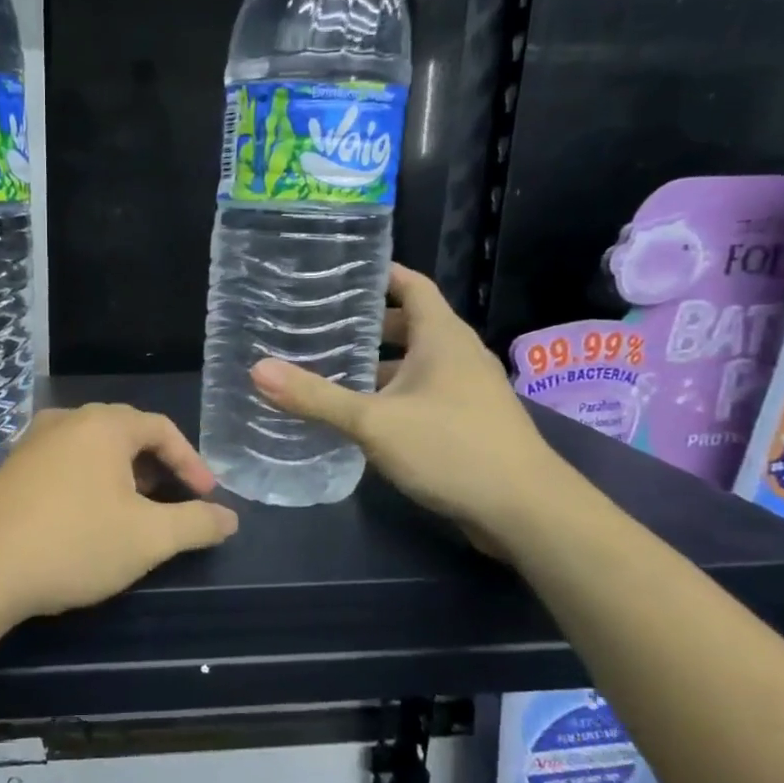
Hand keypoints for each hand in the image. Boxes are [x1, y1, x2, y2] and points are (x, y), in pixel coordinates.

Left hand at [0, 403, 239, 625]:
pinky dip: (90, 481)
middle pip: (126, 433)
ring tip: (135, 511)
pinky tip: (89, 516)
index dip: (191, 462)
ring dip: (123, 475)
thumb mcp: (148, 538)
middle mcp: (66, 421)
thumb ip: (196, 523)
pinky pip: (65, 462)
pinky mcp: (11, 468)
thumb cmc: (74, 544)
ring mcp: (32, 442)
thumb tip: (230, 518)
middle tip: (174, 503)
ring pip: (93, 448)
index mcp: (103, 425)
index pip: (161, 429)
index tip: (207, 498)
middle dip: (157, 467)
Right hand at [251, 264, 568, 550]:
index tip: (339, 271)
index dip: (380, 274)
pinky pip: (420, 395)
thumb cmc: (452, 449)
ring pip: (413, 364)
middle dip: (365, 325)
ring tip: (327, 370)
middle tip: (317, 326)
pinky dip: (390, 396)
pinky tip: (359, 416)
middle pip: (408, 325)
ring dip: (375, 366)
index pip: (411, 285)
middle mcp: (457, 355)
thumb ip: (316, 398)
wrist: (526, 511)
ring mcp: (466, 390)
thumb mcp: (374, 422)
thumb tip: (257, 370)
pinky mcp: (466, 422)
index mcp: (442, 337)